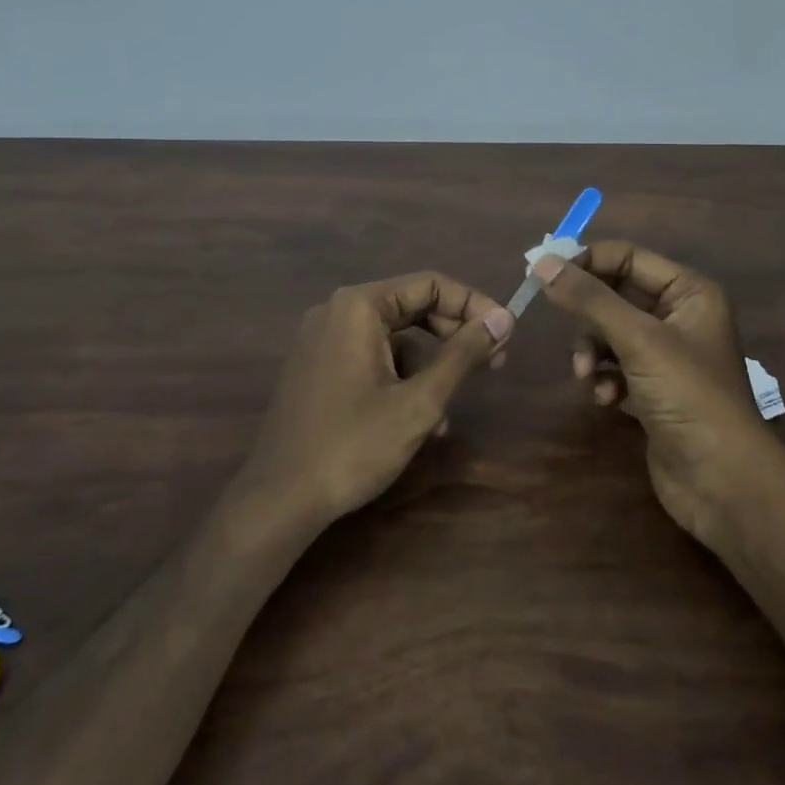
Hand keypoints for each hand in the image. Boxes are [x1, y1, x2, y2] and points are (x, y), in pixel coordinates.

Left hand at [242, 272, 514, 525]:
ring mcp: (322, 340)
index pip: (430, 284)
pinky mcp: (317, 367)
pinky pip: (371, 358)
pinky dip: (400, 379)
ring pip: (394, 338)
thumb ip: (464, 355)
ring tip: (448, 413)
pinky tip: (418, 421)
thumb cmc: (353, 445)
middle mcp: (337, 311)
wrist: (279, 500)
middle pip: (412, 307)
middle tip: (493, 364)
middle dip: (454, 336)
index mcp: (359, 306)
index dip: (474, 305)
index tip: (506, 334)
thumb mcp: (420, 402)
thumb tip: (504, 319)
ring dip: (429, 368)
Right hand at [533, 242, 777, 543]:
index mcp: (688, 292)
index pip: (627, 257)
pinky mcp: (652, 389)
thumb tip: (542, 262)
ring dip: (591, 352)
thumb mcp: (638, 340)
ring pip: (608, 333)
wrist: (723, 481)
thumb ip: (589, 299)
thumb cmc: (689, 396)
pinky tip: (606, 400)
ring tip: (587, 376)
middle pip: (614, 295)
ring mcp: (665, 355)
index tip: (544, 274)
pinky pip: (613, 367)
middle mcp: (678, 316)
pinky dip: (604, 379)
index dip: (586, 261)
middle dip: (588, 317)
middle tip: (561, 326)